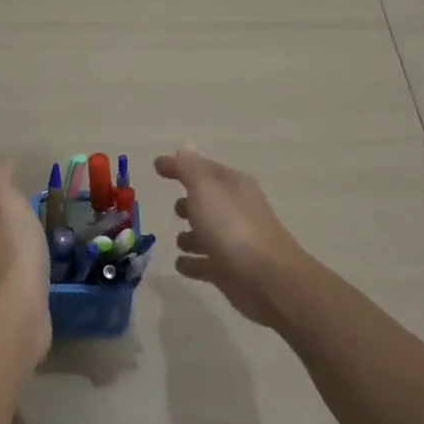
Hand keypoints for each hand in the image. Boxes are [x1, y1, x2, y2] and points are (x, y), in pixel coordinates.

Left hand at [0, 164, 52, 368]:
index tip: (17, 182)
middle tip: (32, 205)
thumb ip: (0, 182)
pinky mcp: (16, 296)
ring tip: (41, 232)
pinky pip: (22, 271)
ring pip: (7, 249)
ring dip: (19, 240)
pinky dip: (29, 263)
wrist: (19, 306)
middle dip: (8, 216)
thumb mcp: (6, 203)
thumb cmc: (14, 247)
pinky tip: (43, 263)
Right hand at [154, 146, 307, 327]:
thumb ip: (190, 168)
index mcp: (232, 185)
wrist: (266, 278)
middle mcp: (235, 210)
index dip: (180, 165)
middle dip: (190, 203)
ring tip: (178, 240)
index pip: (202, 168)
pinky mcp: (229, 271)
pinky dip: (193, 263)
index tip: (156, 167)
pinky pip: (205, 263)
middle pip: (208, 202)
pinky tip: (181, 264)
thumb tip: (185, 145)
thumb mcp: (205, 188)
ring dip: (191, 236)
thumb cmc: (232, 226)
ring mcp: (234, 242)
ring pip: (207, 234)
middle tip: (174, 208)